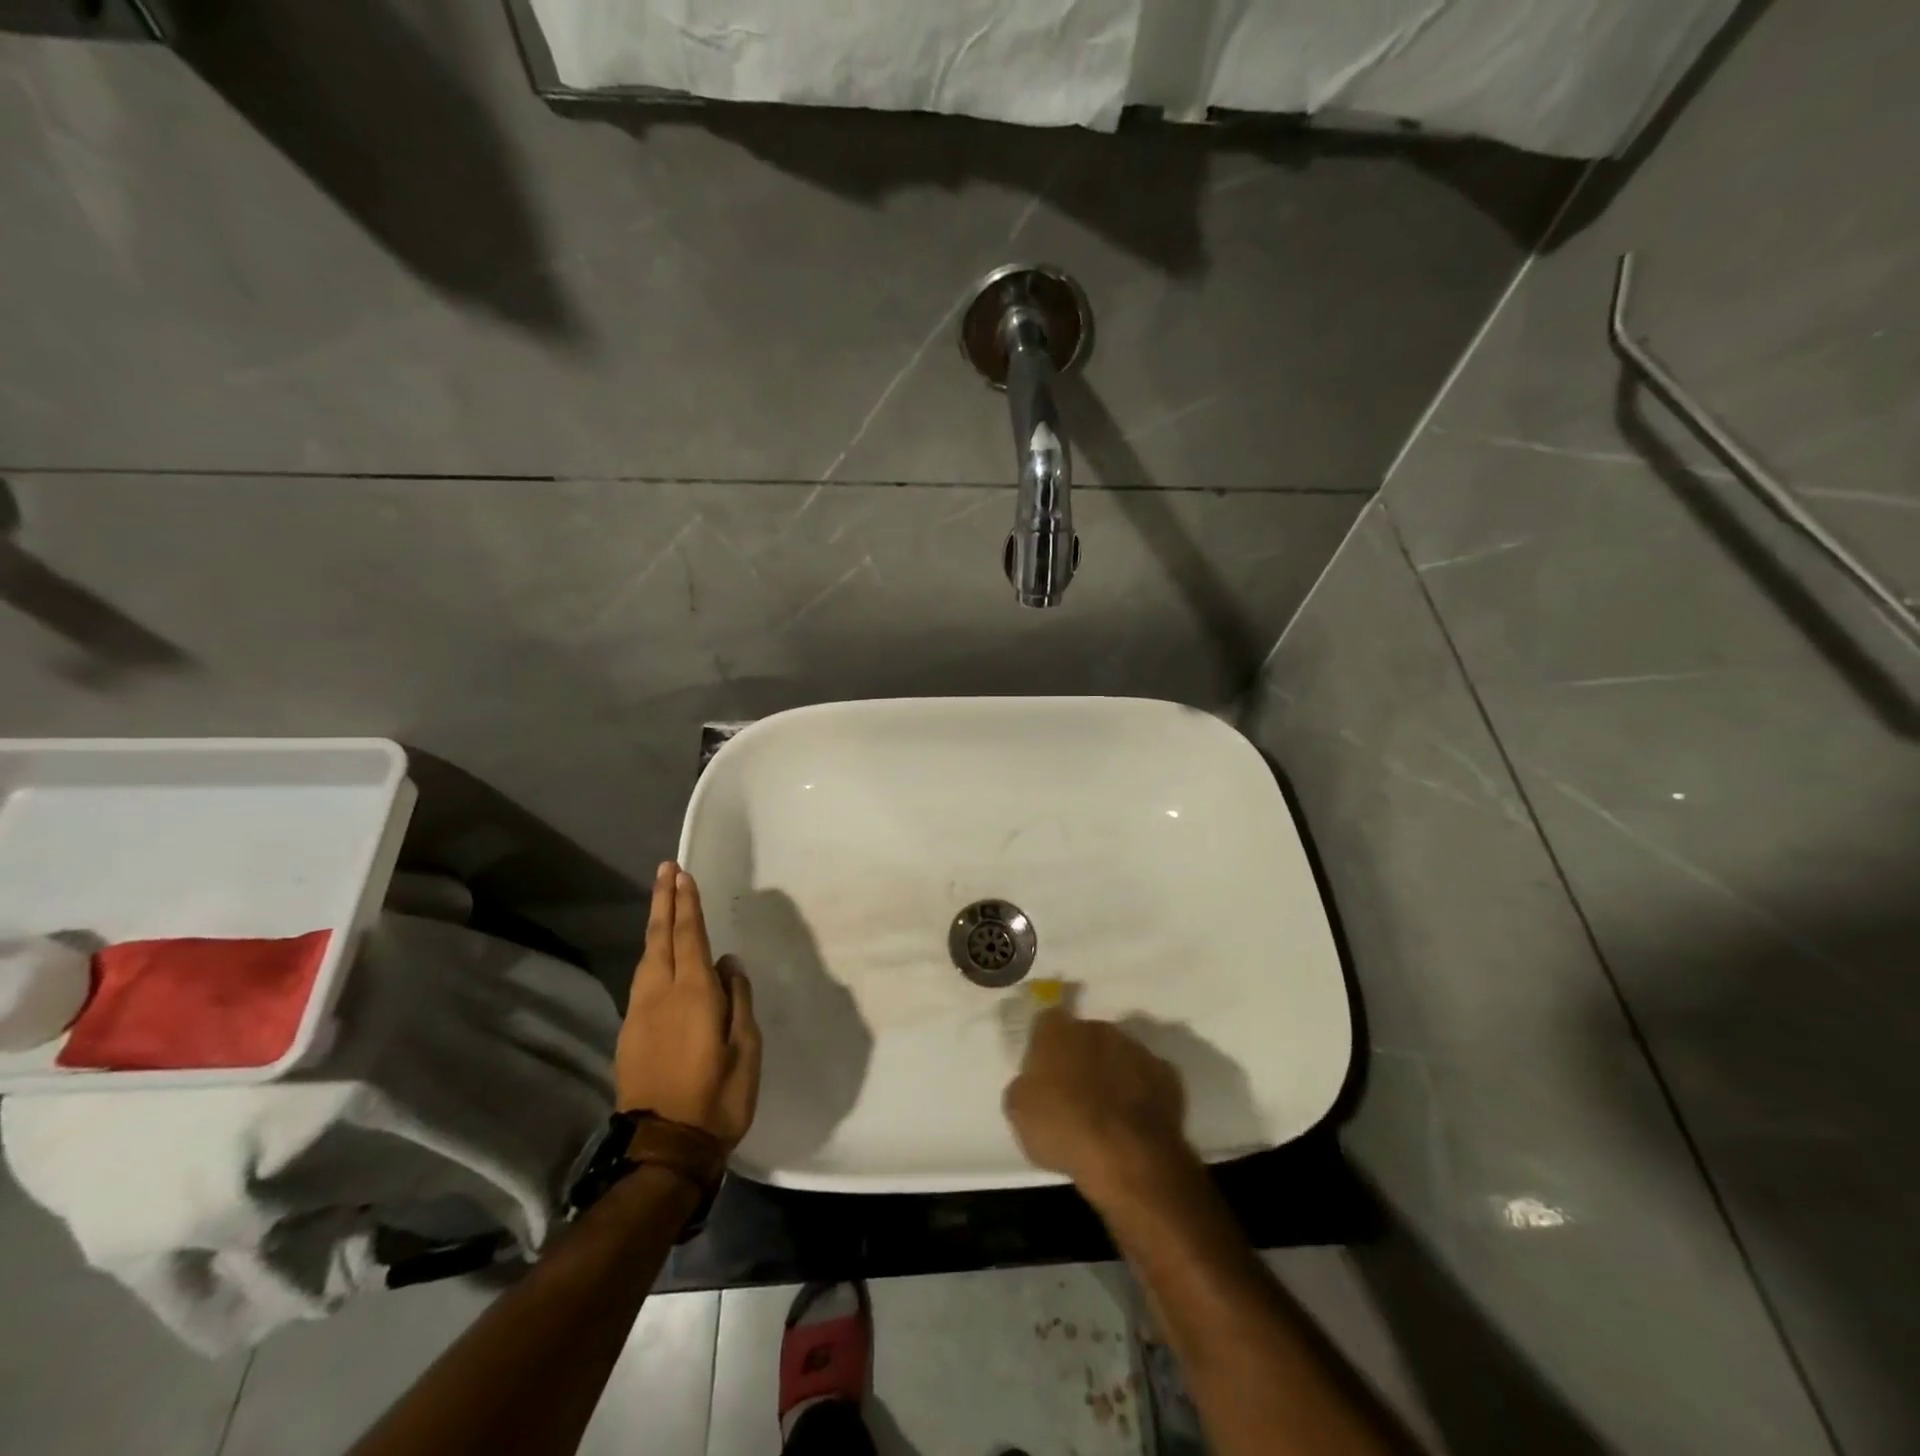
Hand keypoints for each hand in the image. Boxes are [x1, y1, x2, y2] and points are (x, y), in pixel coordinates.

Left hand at [615, 863, 761, 1149]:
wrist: (664, 1148)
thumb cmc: (717, 1097)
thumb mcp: (746, 1049)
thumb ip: (738, 1000)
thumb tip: (729, 964)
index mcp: (694, 994)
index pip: (690, 937)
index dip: (687, 905)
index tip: (683, 875)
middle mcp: (661, 995)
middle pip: (660, 938)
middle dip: (664, 902)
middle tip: (665, 871)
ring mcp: (640, 1014)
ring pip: (646, 958)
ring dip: (655, 926)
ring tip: (661, 903)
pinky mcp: (629, 1033)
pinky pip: (642, 980)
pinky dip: (650, 955)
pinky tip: (657, 955)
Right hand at [1003, 1007, 1193, 1201]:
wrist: (1128, 1156)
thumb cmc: (1065, 1129)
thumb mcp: (1019, 1113)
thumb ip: (1024, 1086)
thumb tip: (1032, 1083)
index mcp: (1058, 1031)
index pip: (1047, 1022)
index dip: (1045, 1045)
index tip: (1044, 1071)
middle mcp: (1098, 1028)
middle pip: (1085, 1037)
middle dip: (1081, 1058)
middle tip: (1075, 1094)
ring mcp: (1136, 1049)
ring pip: (1118, 1054)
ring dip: (1112, 1073)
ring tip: (1108, 1112)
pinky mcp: (1167, 1074)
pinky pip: (1147, 1078)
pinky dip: (1141, 1093)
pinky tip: (1134, 1121)